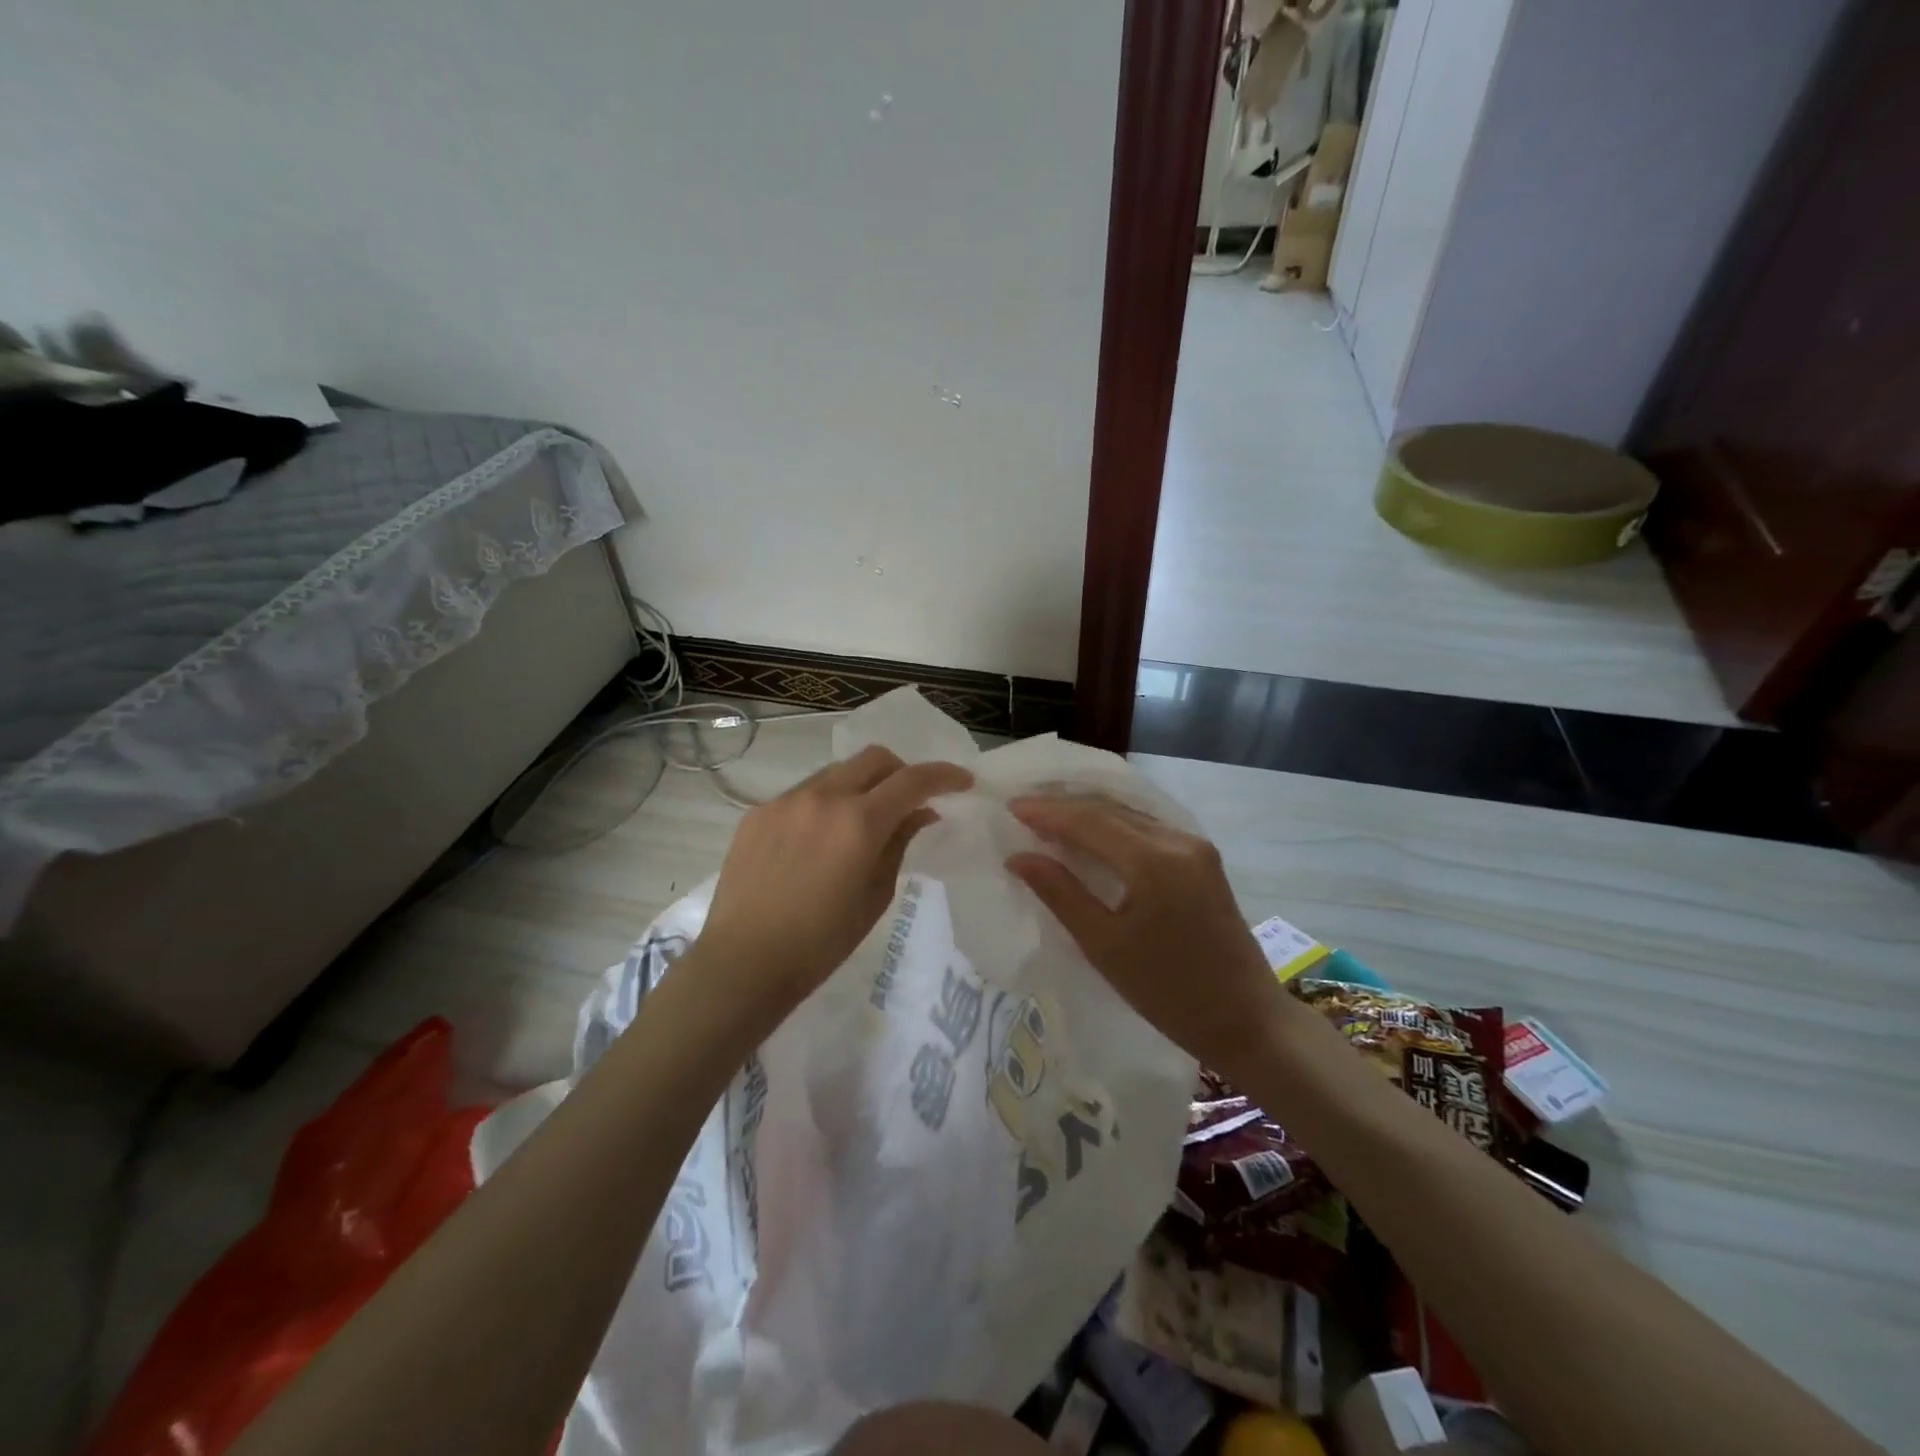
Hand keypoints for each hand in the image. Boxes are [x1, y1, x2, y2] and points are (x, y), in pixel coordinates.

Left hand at [698, 745, 972, 1013]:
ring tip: (860, 822)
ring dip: (861, 785)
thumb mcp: (875, 895)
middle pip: (874, 758)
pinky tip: (819, 839)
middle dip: (902, 771)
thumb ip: (899, 843)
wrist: (745, 961)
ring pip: (837, 771)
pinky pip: (803, 793)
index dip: (944, 775)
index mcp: (859, 822)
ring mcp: (786, 800)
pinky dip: (825, 803)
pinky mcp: (758, 812)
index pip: (913, 780)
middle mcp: (823, 797)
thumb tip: (920, 813)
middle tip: (909, 800)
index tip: (962, 782)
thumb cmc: (822, 941)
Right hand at [1006, 795, 1286, 1075]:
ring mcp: (1195, 846)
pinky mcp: (1203, 859)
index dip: (1047, 812)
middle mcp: (1178, 840)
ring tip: (1048, 816)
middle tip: (1023, 807)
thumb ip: (1060, 893)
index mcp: (1153, 860)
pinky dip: (1114, 826)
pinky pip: (1148, 828)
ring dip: (1089, 813)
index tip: (1010, 807)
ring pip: (1130, 815)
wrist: (1247, 1020)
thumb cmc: (1168, 993)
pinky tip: (1092, 833)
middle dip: (1064, 806)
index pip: (1089, 821)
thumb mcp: (1104, 946)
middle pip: (1110, 810)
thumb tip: (1019, 857)